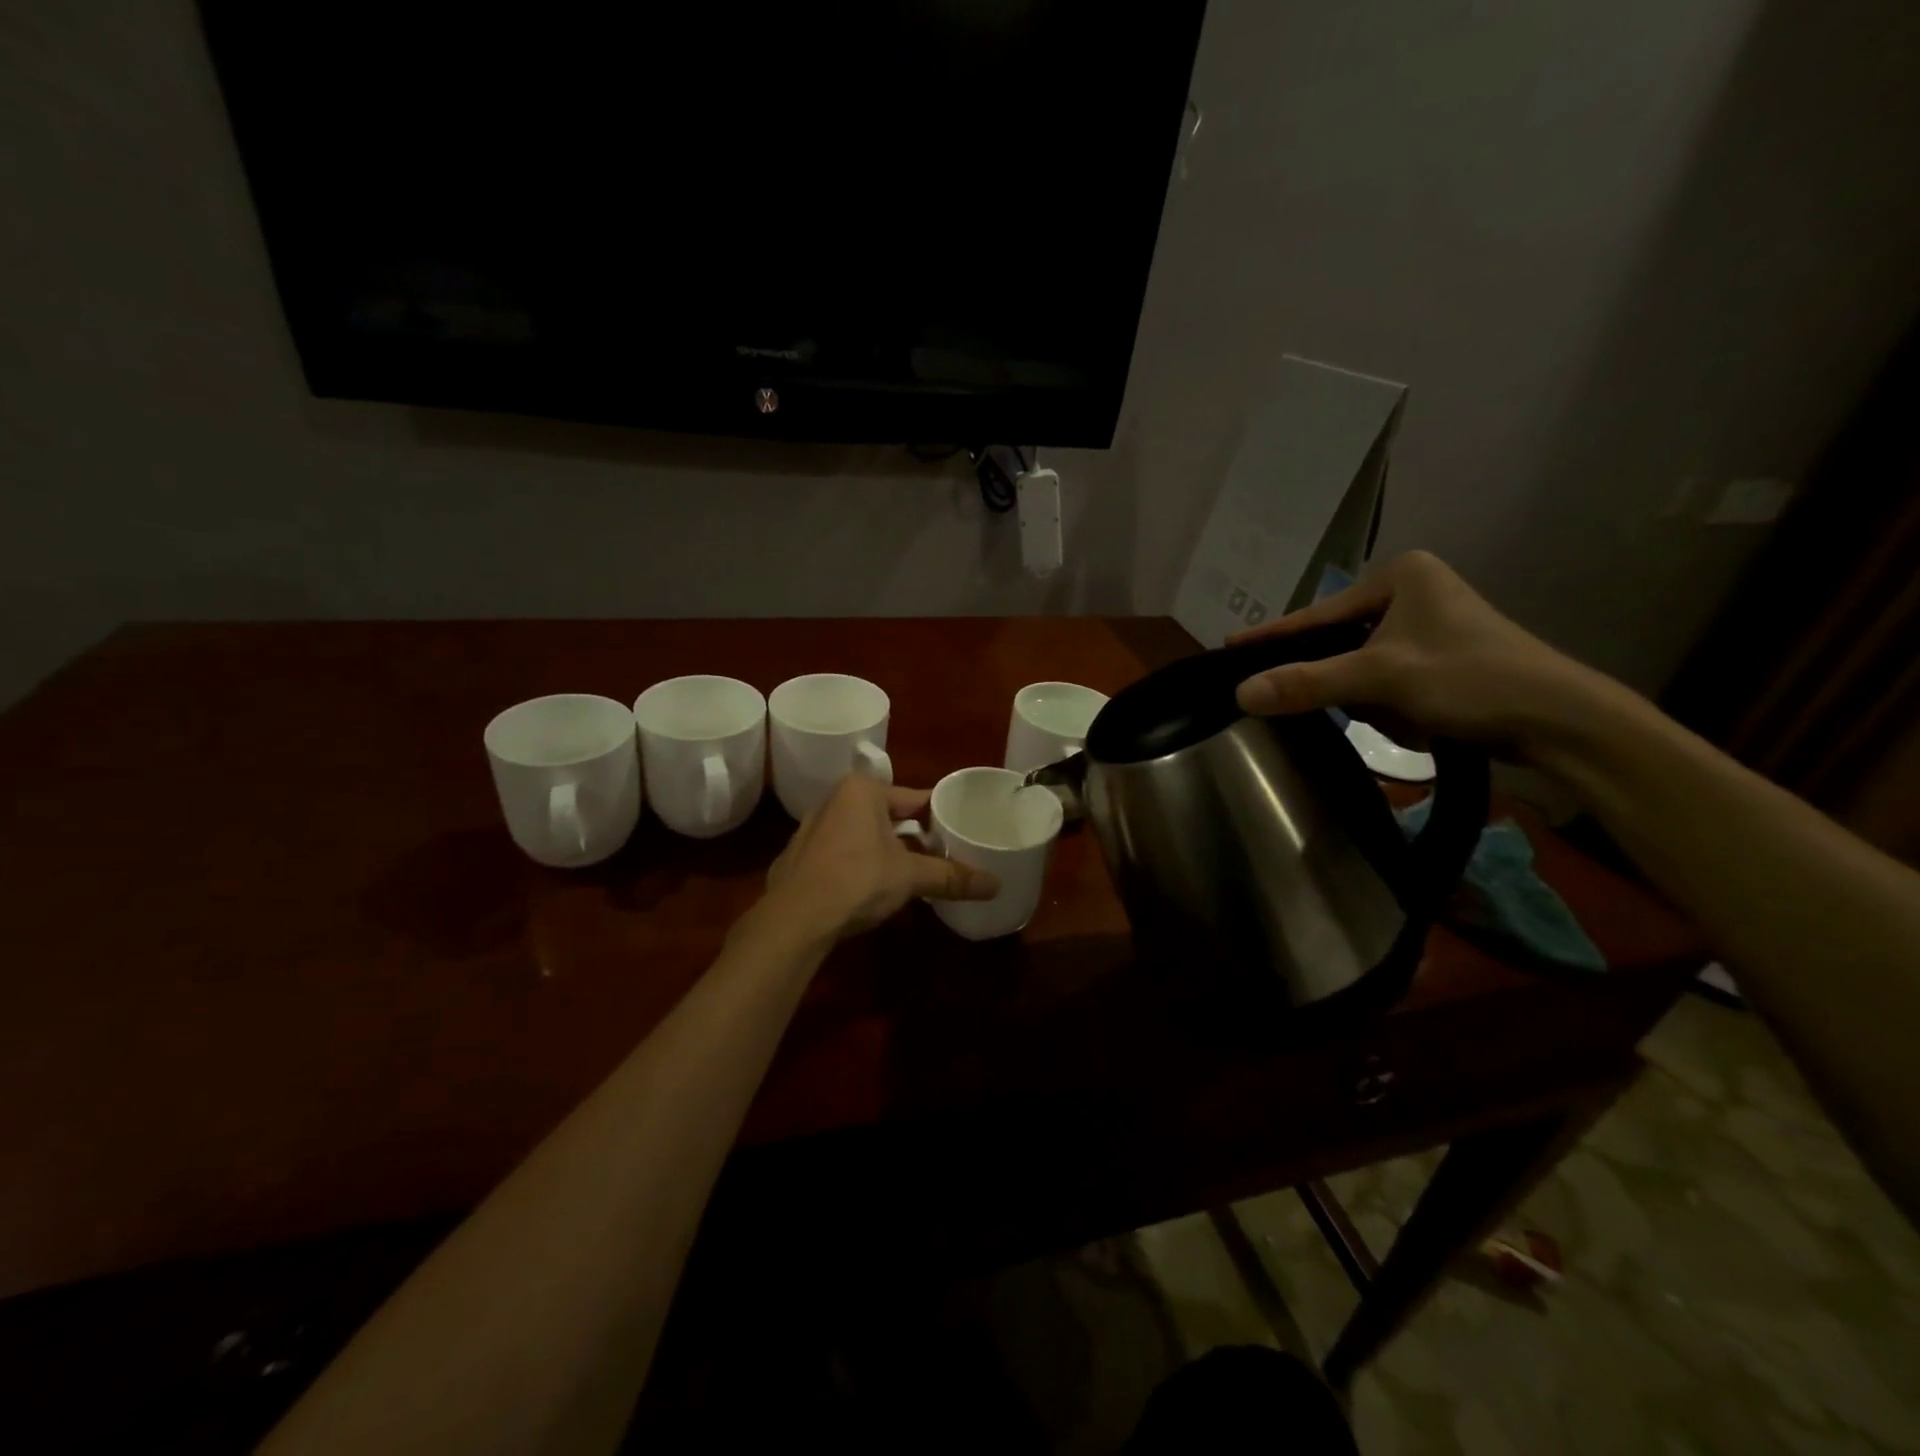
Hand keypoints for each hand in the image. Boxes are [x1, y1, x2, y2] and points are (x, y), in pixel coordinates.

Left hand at [761, 772, 998, 942]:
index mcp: (862, 791)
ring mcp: (811, 829)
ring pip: (862, 834)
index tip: (959, 828)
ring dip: (885, 850)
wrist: (795, 919)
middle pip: (887, 815)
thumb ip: (951, 876)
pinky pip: (841, 853)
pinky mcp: (799, 857)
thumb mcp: (910, 876)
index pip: (913, 797)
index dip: (938, 814)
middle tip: (942, 853)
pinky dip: (859, 864)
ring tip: (912, 871)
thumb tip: (996, 885)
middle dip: (912, 834)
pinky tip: (871, 887)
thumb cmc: (857, 879)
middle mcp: (833, 800)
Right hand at [1230, 550, 1611, 760]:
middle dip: (1339, 679)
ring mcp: (1430, 627)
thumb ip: (1306, 683)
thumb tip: (1240, 694)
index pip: (1318, 614)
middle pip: (1340, 642)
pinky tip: (1412, 720)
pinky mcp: (1442, 660)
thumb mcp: (1380, 678)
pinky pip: (1387, 680)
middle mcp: (1414, 592)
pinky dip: (1389, 704)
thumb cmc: (1470, 679)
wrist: (1560, 721)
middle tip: (1323, 700)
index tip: (1229, 648)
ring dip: (1368, 698)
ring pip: (1362, 666)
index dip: (1273, 637)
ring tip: (1400, 715)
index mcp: (1401, 576)